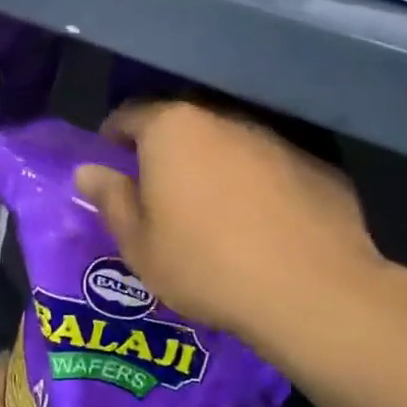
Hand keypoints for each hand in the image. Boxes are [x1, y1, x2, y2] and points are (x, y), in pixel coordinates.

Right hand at [74, 101, 406, 391]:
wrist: (310, 291)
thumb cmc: (205, 265)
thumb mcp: (139, 244)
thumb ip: (112, 199)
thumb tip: (88, 171)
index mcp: (173, 130)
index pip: (130, 115)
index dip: (113, 136)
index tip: (108, 159)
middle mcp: (224, 120)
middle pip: (183, 126)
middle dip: (166, 151)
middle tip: (157, 190)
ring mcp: (276, 140)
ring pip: (230, 146)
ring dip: (214, 167)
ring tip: (211, 211)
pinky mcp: (317, 165)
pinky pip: (271, 169)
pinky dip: (257, 186)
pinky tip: (261, 224)